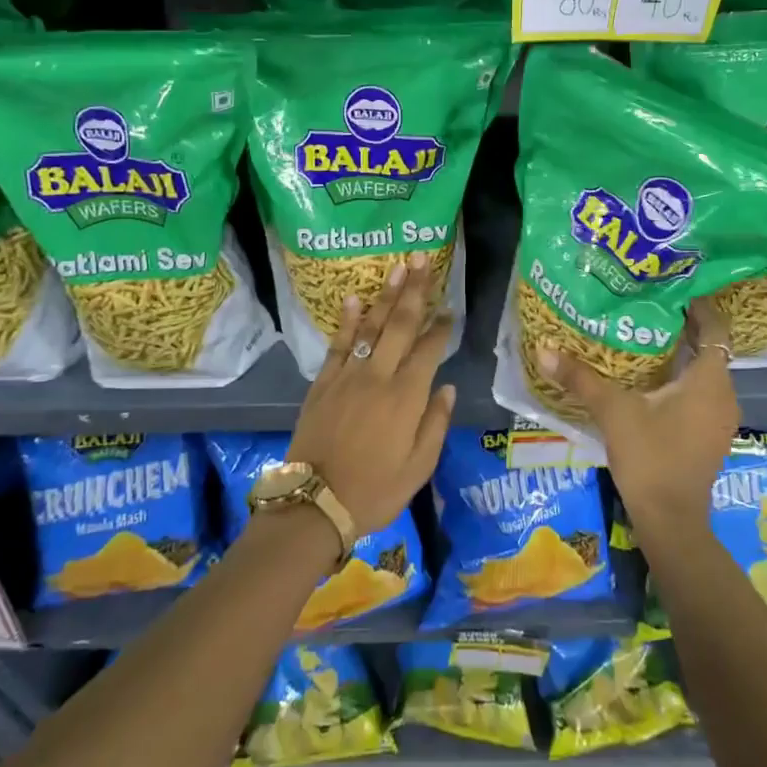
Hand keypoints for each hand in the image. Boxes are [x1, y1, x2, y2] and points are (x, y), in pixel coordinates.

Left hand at [287, 254, 455, 537]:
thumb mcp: (419, 467)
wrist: (315, 504)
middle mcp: (378, 376)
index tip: (451, 309)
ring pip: (370, 327)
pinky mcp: (323, 384)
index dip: (442, 327)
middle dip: (414, 291)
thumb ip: (436, 423)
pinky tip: (353, 298)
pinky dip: (347, 321)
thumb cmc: (376, 490)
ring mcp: (347, 376)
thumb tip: (447, 387)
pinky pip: (338, 344)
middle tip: (422, 261)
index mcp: (407, 397)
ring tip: (397, 269)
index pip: (429, 350)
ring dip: (385, 296)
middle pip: (400, 325)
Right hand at [538, 294, 737, 540]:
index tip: (672, 289)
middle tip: (648, 307)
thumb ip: (581, 378)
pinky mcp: (710, 435)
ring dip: (681, 355)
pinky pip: (700, 393)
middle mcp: (724, 394)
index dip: (699, 306)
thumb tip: (545, 349)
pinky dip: (681, 380)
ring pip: (704, 372)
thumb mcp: (613, 412)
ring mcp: (720, 418)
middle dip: (682, 327)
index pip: (716, 328)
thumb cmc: (651, 457)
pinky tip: (649, 380)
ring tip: (644, 338)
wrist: (671, 520)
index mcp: (709, 380)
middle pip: (709, 348)